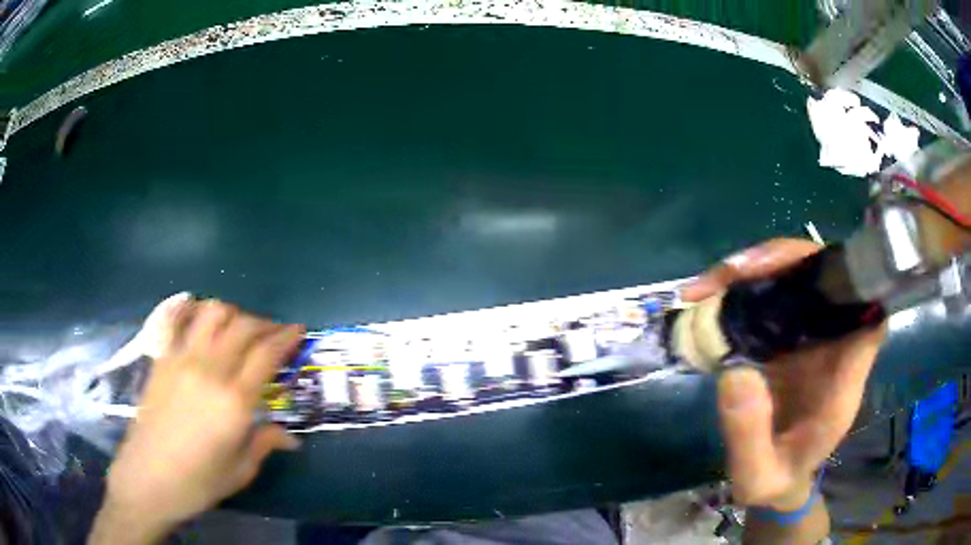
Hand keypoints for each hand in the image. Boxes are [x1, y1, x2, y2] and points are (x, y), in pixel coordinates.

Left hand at [91, 300, 303, 542]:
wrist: (148, 478)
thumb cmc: (198, 481)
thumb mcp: (240, 470)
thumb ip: (265, 444)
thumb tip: (290, 437)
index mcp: (234, 401)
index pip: (266, 353)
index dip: (285, 336)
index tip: (298, 330)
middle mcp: (209, 370)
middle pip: (242, 326)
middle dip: (264, 322)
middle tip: (274, 332)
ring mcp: (181, 359)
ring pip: (211, 313)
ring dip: (232, 312)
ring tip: (239, 325)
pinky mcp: (162, 358)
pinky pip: (176, 319)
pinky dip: (190, 308)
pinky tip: (198, 312)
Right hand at [682, 239, 885, 510]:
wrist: (778, 476)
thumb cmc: (777, 478)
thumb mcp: (758, 477)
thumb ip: (750, 439)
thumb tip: (734, 373)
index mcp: (844, 380)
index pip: (868, 314)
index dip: (850, 283)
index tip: (808, 274)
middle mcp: (835, 345)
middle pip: (828, 278)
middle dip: (783, 262)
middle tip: (730, 274)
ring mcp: (812, 334)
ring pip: (798, 278)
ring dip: (756, 270)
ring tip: (707, 286)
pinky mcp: (789, 333)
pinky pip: (774, 294)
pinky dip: (744, 287)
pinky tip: (710, 296)